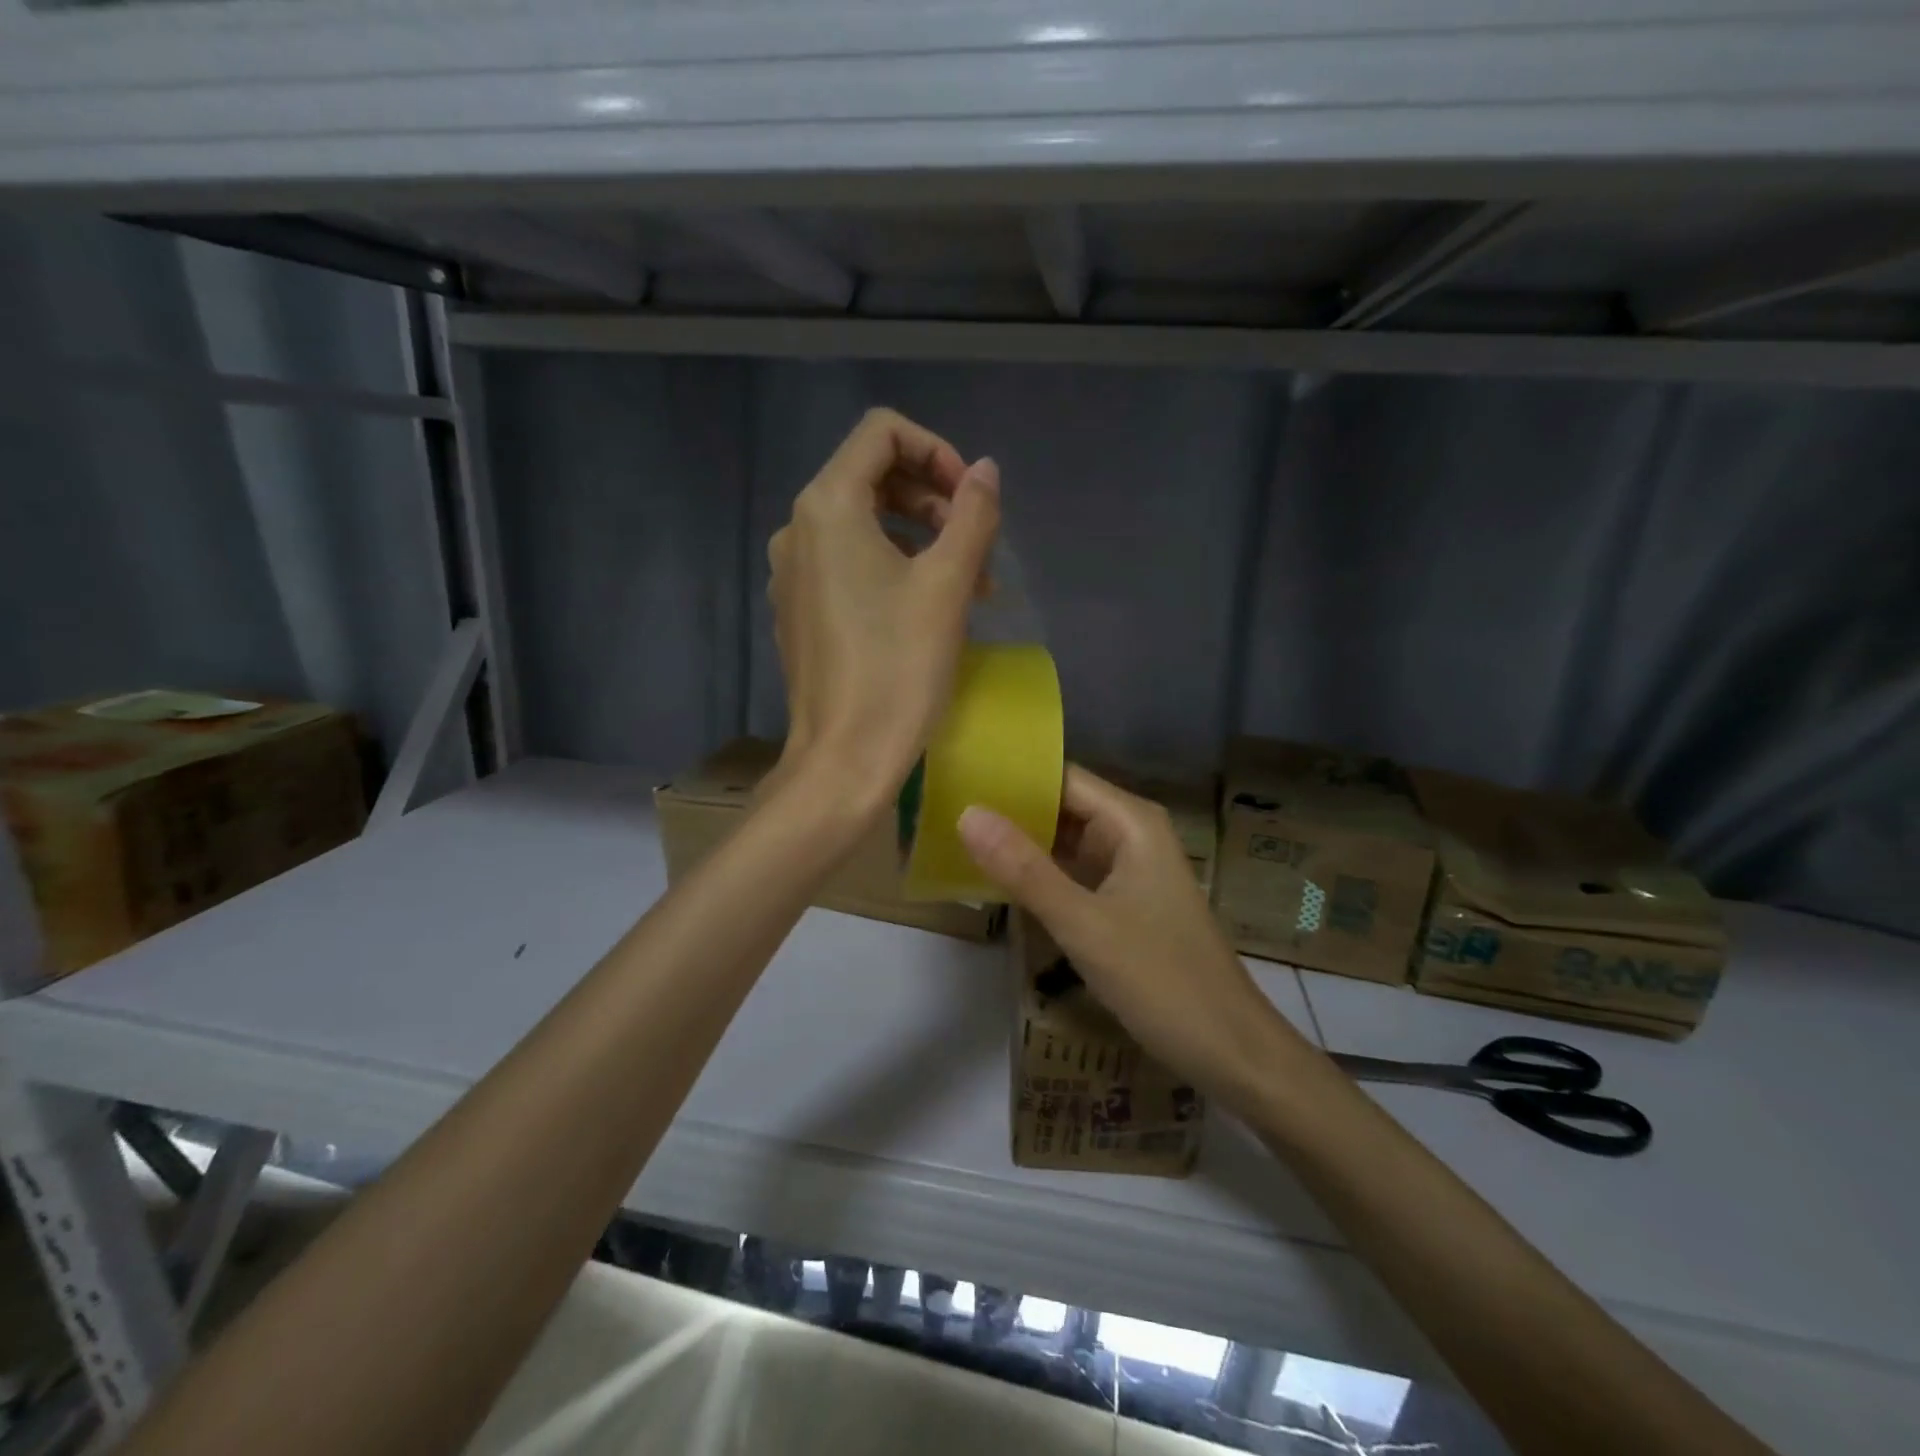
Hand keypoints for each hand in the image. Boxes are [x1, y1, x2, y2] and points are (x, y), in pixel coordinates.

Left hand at [767, 409, 1000, 816]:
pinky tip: (928, 610)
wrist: (843, 758)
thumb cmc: (898, 668)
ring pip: (864, 525)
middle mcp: (798, 529)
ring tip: (969, 587)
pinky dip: (892, 569)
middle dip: (934, 501)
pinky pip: (848, 565)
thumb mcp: (948, 586)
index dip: (936, 450)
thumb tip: (985, 471)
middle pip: (873, 477)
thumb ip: (972, 515)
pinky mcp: (799, 610)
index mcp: (828, 507)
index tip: (972, 499)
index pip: (881, 433)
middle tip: (978, 547)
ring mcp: (793, 573)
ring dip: (921, 539)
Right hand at [958, 766, 1303, 1101]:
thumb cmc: (1162, 980)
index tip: (954, 774)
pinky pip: (1071, 872)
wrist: (1230, 1050)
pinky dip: (1036, 873)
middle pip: (1059, 805)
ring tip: (953, 835)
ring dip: (1018, 841)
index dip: (1009, 775)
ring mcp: (1127, 868)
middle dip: (1007, 808)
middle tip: (939, 808)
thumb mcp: (1084, 924)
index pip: (1059, 776)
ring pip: (1063, 840)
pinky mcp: (1122, 901)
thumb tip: (966, 813)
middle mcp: (1130, 833)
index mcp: (1130, 821)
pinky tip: (993, 878)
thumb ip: (1024, 870)